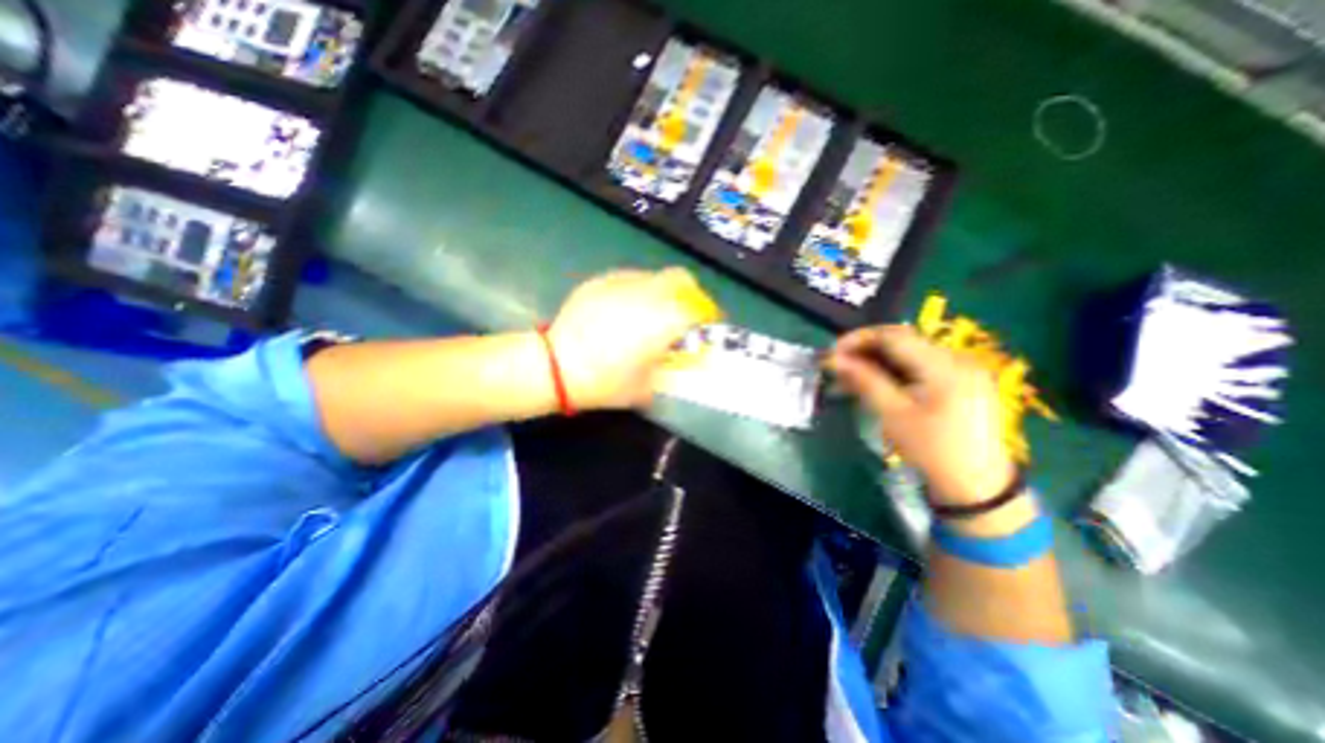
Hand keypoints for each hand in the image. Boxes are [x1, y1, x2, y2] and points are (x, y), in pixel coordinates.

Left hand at [551, 267, 722, 410]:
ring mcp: (623, 282)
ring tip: (648, 316)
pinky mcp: (600, 282)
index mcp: (665, 318)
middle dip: (688, 295)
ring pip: (654, 278)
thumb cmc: (606, 381)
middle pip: (681, 279)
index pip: (701, 307)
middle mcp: (649, 292)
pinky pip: (628, 280)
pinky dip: (635, 293)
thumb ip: (669, 373)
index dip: (709, 316)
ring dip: (661, 293)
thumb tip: (677, 365)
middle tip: (681, 316)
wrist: (556, 366)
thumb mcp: (646, 387)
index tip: (707, 326)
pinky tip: (622, 313)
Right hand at [825, 325, 1015, 506]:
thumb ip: (864, 380)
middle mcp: (958, 358)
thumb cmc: (932, 450)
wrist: (977, 485)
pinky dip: (894, 370)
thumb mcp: (893, 415)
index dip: (858, 339)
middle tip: (838, 364)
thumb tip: (833, 359)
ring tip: (851, 375)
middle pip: (902, 341)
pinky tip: (875, 381)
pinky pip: (920, 365)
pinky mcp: (961, 380)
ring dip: (877, 360)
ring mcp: (963, 368)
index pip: (894, 336)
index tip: (832, 353)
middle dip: (866, 349)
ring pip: (909, 352)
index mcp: (945, 365)